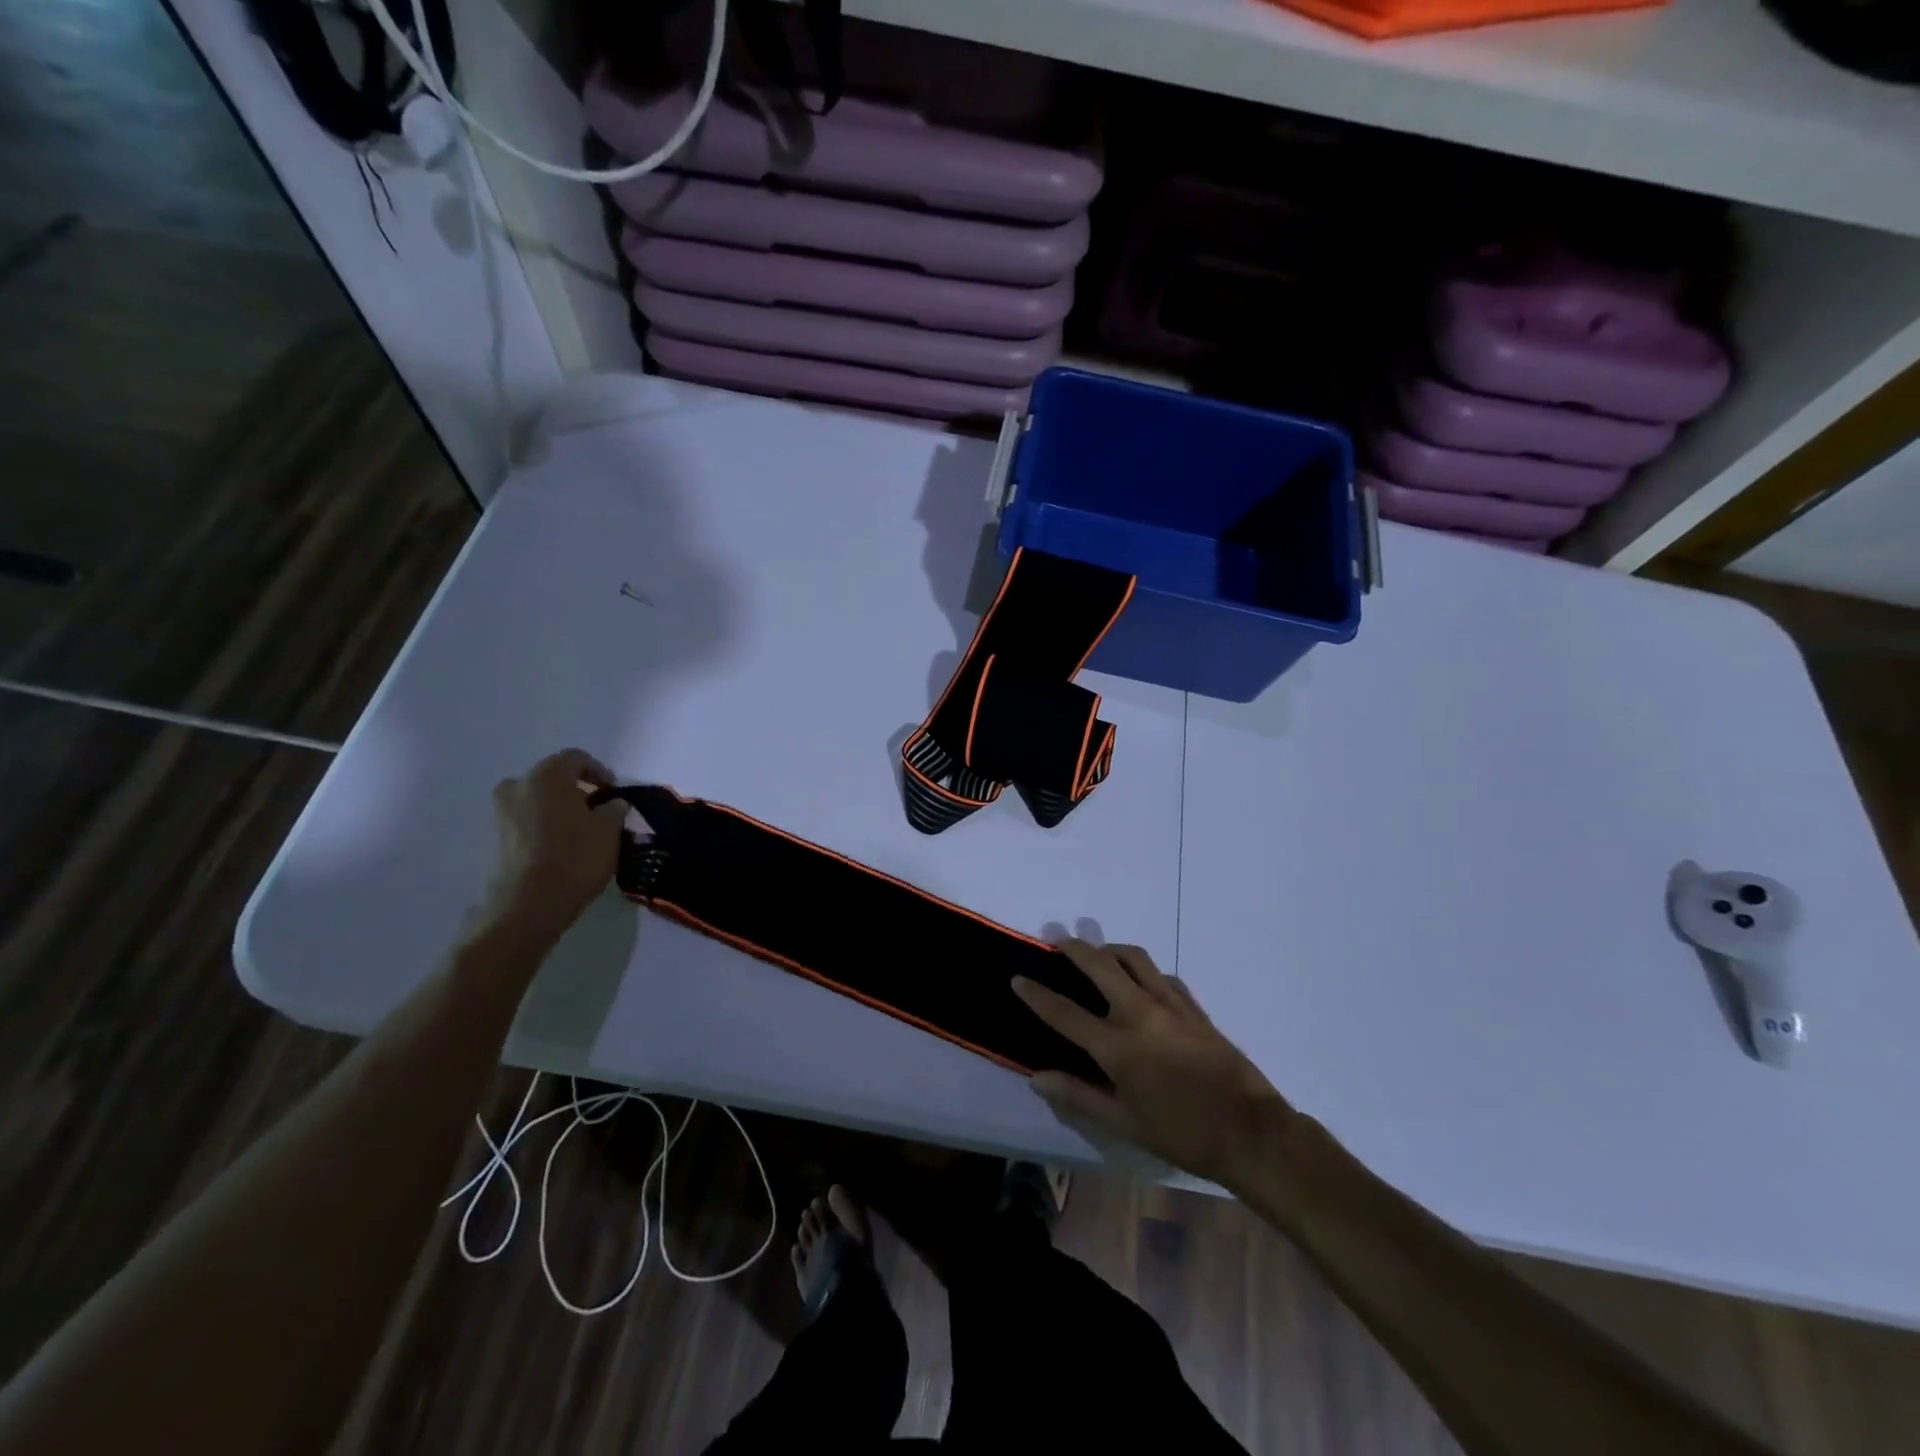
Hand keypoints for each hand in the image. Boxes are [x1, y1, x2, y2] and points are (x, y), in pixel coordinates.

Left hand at [479, 749, 626, 941]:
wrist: (528, 904)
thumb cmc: (575, 857)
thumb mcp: (609, 830)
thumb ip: (613, 809)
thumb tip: (613, 803)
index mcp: (547, 775)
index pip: (577, 758)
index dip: (600, 772)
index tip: (615, 794)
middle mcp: (518, 785)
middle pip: (553, 778)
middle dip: (577, 791)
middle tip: (598, 811)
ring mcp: (501, 813)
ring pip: (537, 800)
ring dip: (559, 809)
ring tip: (582, 832)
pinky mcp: (496, 838)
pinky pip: (526, 821)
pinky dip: (544, 827)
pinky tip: (562, 847)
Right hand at [1013, 941, 1292, 1187]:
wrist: (1251, 1132)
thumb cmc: (1182, 1134)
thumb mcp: (1124, 1124)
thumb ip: (1079, 1096)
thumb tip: (1036, 1077)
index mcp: (1118, 1047)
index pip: (1066, 1013)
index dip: (1037, 995)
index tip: (1018, 977)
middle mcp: (1140, 1014)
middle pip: (1100, 965)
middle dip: (1075, 948)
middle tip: (1058, 940)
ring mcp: (1171, 1005)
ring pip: (1135, 958)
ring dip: (1111, 949)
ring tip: (1098, 953)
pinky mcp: (1195, 1007)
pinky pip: (1163, 975)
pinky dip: (1144, 970)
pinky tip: (1142, 981)